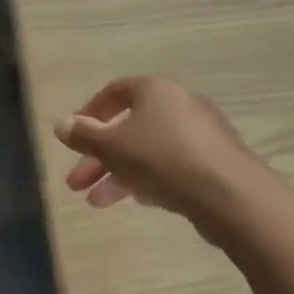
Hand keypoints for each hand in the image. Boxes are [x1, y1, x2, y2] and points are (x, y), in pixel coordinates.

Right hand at [54, 76, 261, 234]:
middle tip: (75, 184)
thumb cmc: (164, 159)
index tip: (72, 139)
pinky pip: (171, 165)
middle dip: (98, 157)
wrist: (232, 196)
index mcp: (155, 90)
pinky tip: (137, 200)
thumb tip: (60, 124)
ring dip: (118, 174)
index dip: (88, 115)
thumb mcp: (113, 147)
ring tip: (97, 203)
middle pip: (128, 127)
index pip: (113, 92)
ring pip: (147, 150)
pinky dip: (148, 178)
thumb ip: (84, 135)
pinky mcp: (214, 162)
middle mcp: (179, 104)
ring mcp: (200, 134)